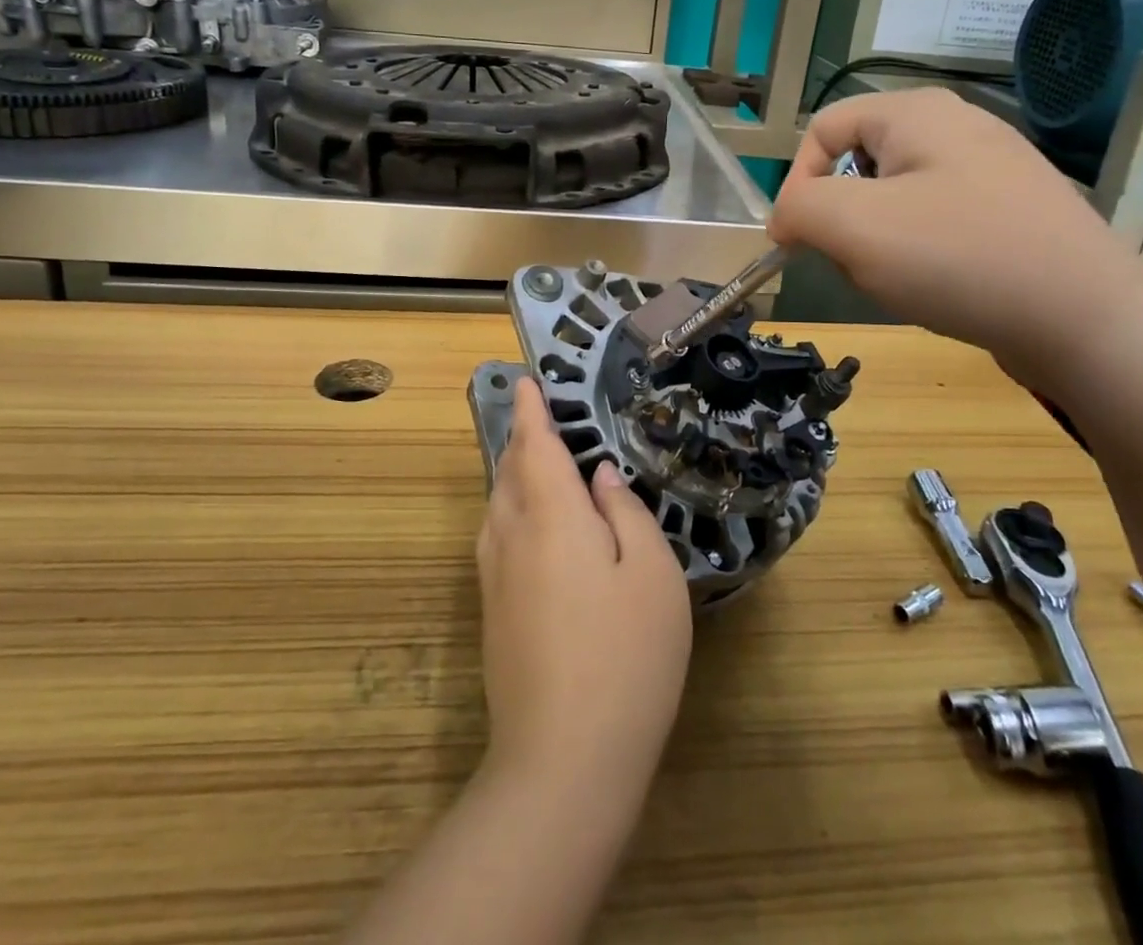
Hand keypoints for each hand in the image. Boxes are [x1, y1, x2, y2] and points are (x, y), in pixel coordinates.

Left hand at [477, 379, 691, 793]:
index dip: (531, 410)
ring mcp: (494, 576)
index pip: (535, 445)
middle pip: (510, 470)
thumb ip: (625, 513)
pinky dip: (512, 509)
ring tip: (538, 463)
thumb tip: (601, 477)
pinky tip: (533, 526)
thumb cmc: (624, 656)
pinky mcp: (491, 611)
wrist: (563, 761)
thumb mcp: (651, 574)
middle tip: (541, 418)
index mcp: (550, 515)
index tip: (527, 382)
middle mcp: (511, 534)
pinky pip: (497, 536)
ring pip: (498, 504)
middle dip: (523, 439)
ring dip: (514, 474)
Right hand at [768, 87, 1142, 382]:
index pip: (822, 130)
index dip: (797, 183)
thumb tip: (787, 217)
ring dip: (879, 240)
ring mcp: (992, 167)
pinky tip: (941, 285)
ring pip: (895, 197)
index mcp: (916, 111)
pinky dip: (921, 252)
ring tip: (903, 278)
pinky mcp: (1014, 209)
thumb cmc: (958, 258)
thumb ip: (799, 208)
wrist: (1088, 320)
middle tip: (857, 261)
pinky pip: (938, 219)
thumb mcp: (854, 227)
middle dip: (843, 217)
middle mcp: (957, 125)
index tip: (796, 241)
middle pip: (859, 164)